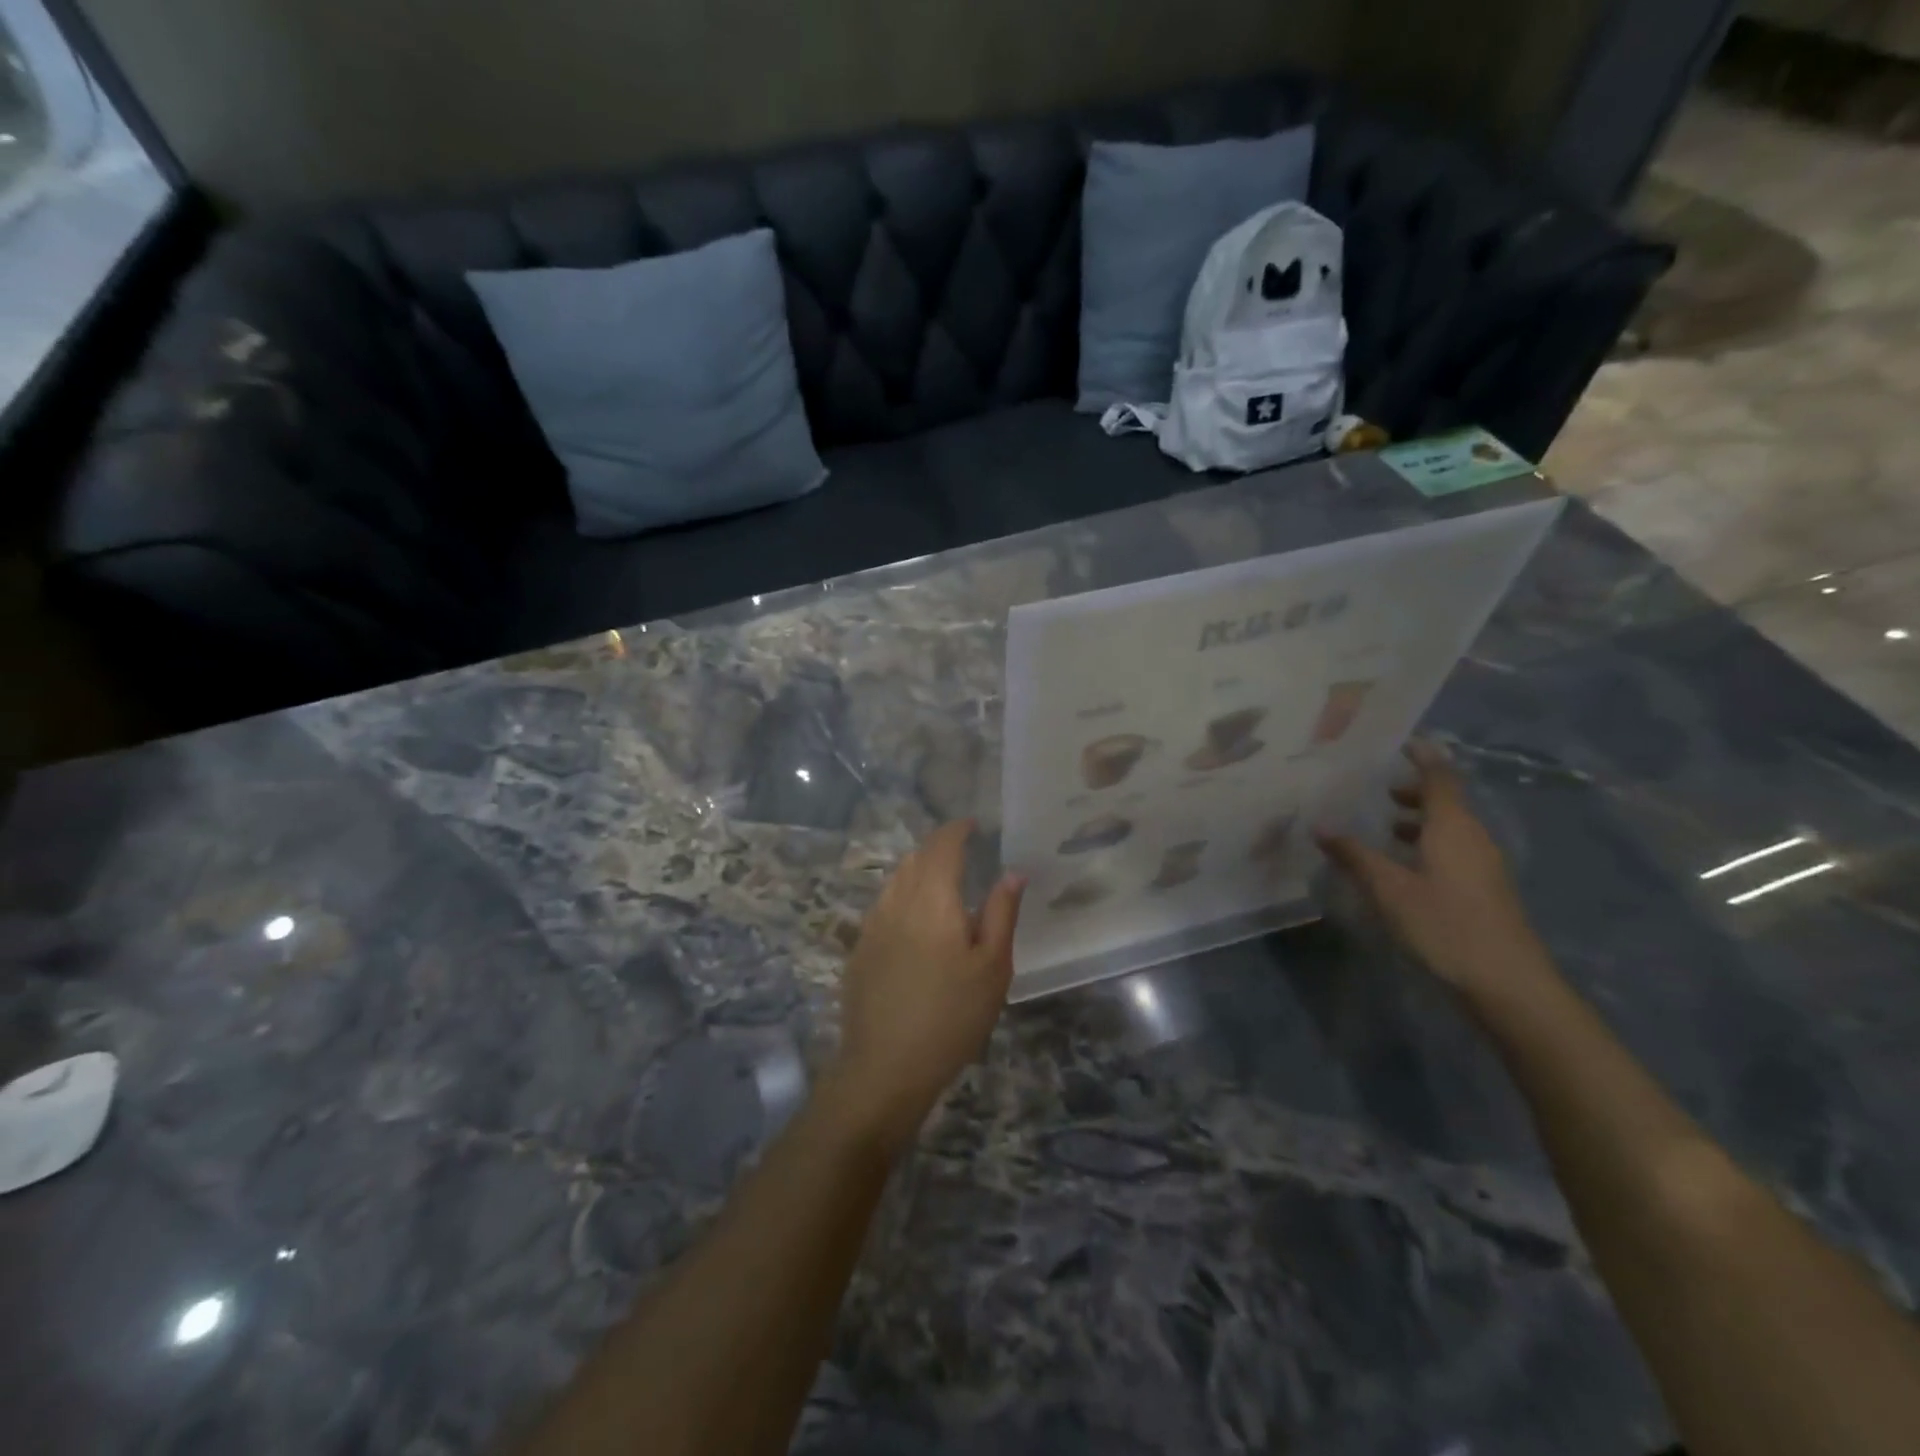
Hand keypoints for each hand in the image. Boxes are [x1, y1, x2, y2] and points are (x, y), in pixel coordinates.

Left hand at [822, 821, 1024, 1156]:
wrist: (885, 1068)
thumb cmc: (952, 1016)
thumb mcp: (992, 967)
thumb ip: (1002, 913)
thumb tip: (1012, 872)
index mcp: (933, 898)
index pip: (942, 845)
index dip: (957, 829)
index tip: (974, 824)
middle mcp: (897, 900)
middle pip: (916, 857)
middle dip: (939, 847)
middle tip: (964, 852)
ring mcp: (872, 924)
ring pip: (896, 879)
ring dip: (919, 870)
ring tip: (942, 882)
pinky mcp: (859, 948)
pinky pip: (884, 904)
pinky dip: (903, 895)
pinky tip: (916, 920)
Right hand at [1314, 741, 1554, 1006]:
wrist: (1507, 984)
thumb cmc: (1445, 925)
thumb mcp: (1389, 889)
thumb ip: (1354, 855)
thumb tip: (1319, 825)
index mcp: (1453, 827)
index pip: (1440, 777)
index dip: (1422, 756)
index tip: (1400, 742)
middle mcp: (1473, 838)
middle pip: (1447, 801)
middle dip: (1414, 791)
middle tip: (1378, 789)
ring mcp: (1484, 865)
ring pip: (1450, 828)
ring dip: (1420, 820)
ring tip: (1384, 826)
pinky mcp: (1485, 890)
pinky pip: (1454, 850)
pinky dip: (1427, 844)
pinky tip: (1403, 867)